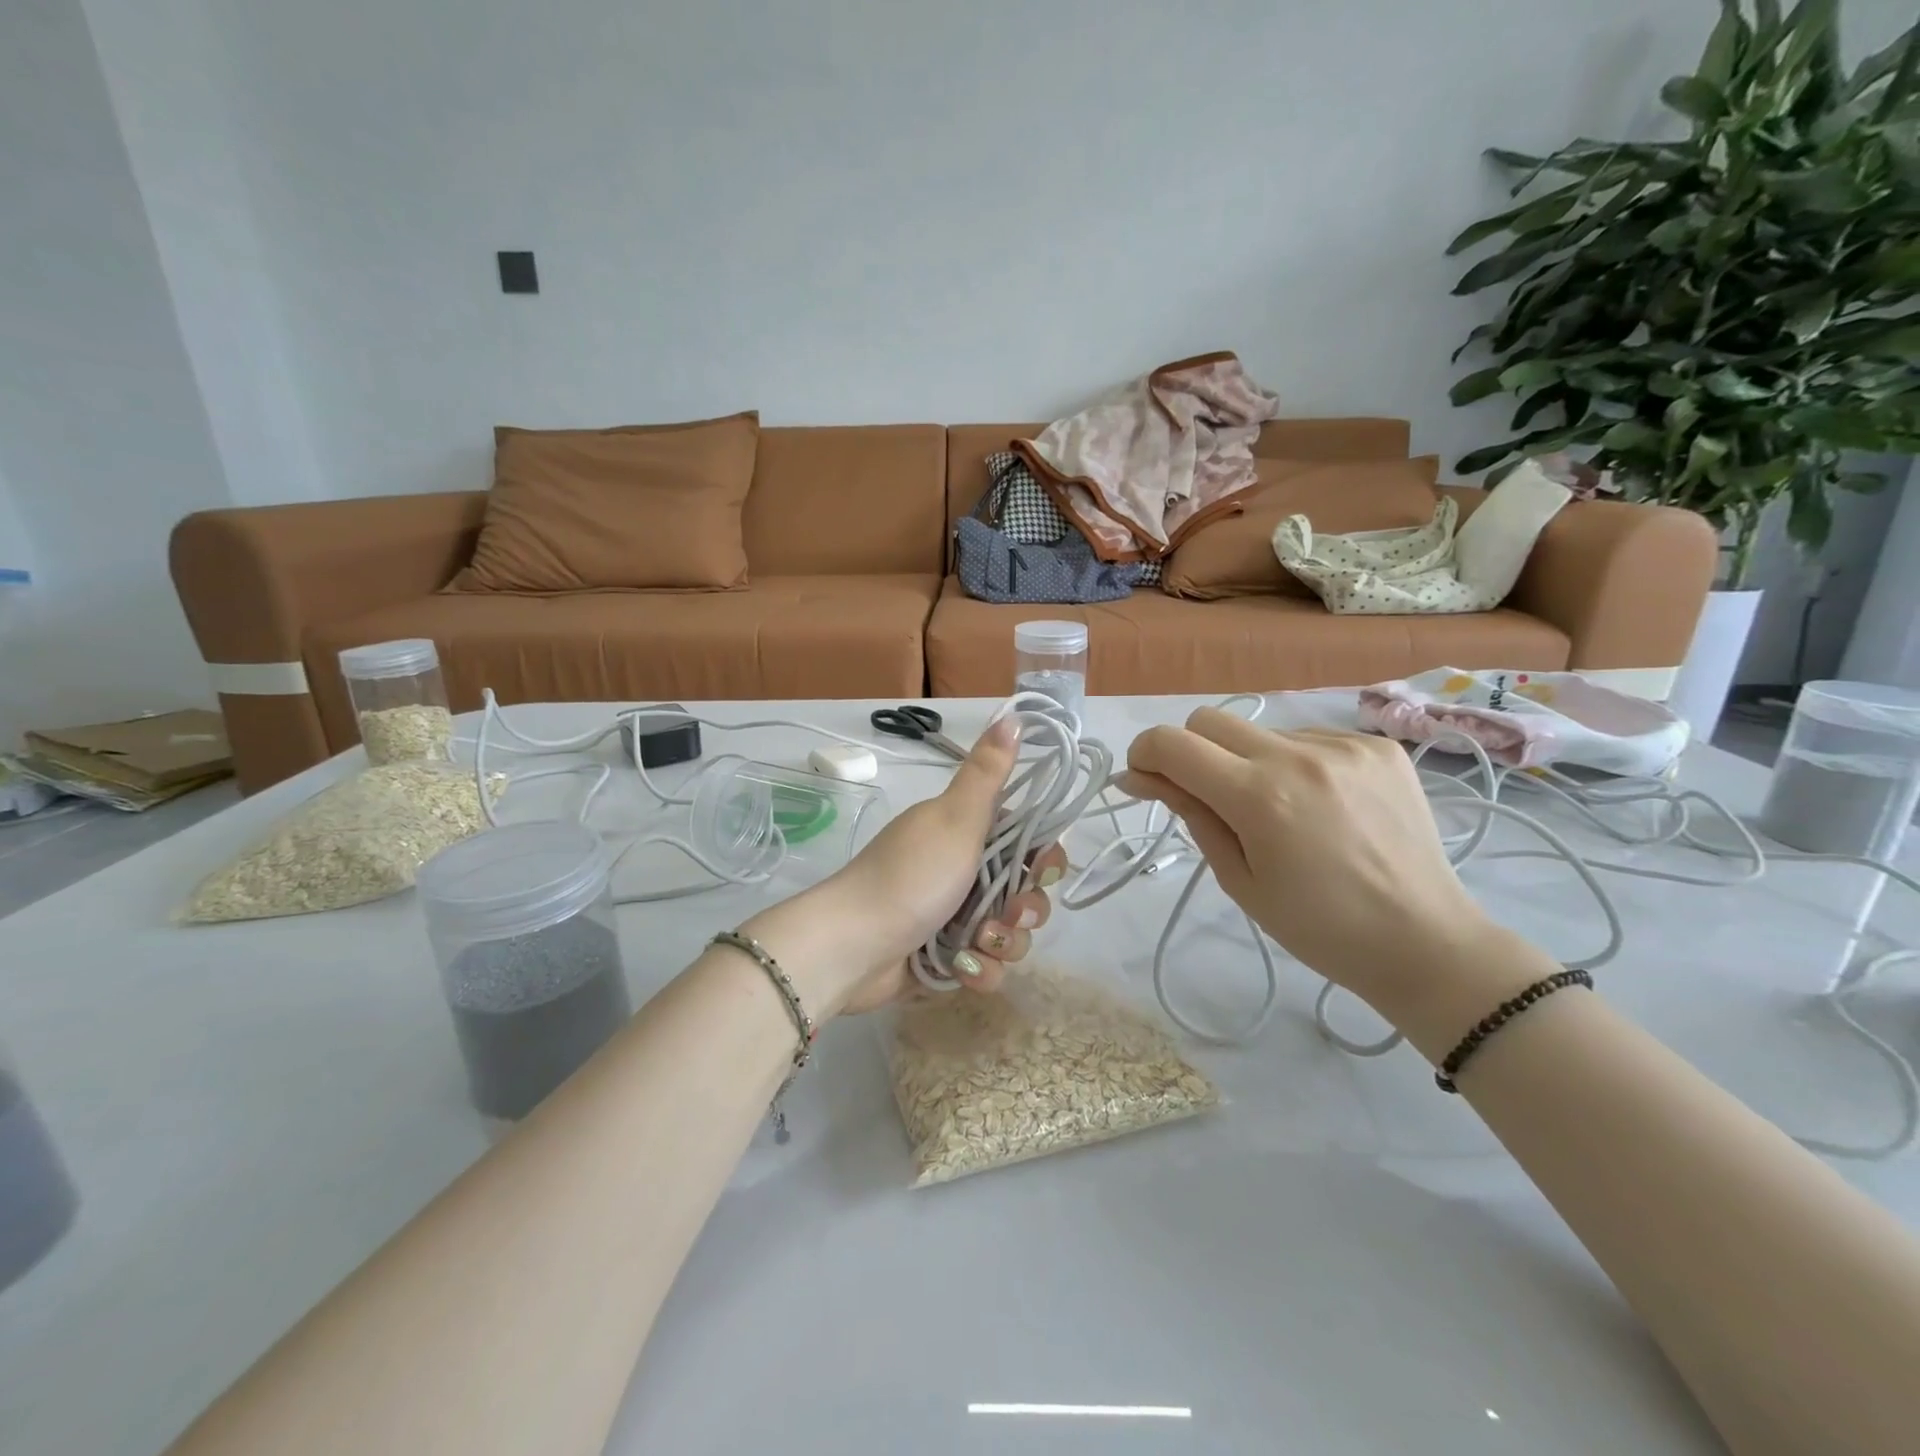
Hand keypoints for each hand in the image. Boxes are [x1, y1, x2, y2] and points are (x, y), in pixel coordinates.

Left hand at [743, 716, 1064, 1017]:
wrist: (851, 947)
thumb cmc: (911, 877)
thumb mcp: (956, 818)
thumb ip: (988, 772)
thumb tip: (1013, 712)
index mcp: (965, 833)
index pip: (1025, 841)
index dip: (1043, 858)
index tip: (1041, 869)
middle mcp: (961, 872)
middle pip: (1023, 892)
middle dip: (1025, 910)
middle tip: (1009, 915)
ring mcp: (952, 916)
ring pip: (1008, 934)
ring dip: (1002, 944)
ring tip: (974, 945)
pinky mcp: (945, 958)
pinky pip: (985, 966)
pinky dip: (978, 970)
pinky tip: (961, 970)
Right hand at [1120, 708, 1498, 1016]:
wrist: (1426, 942)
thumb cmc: (1320, 928)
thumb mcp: (1239, 879)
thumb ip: (1191, 814)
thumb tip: (1140, 777)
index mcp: (1259, 797)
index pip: (1172, 744)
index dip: (1144, 755)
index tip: (1145, 780)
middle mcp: (1299, 755)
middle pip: (1209, 719)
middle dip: (1190, 751)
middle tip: (1206, 797)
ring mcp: (1343, 745)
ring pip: (1260, 731)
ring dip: (1246, 760)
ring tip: (1278, 811)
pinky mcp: (1377, 745)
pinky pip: (1307, 737)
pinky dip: (1293, 763)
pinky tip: (1318, 804)